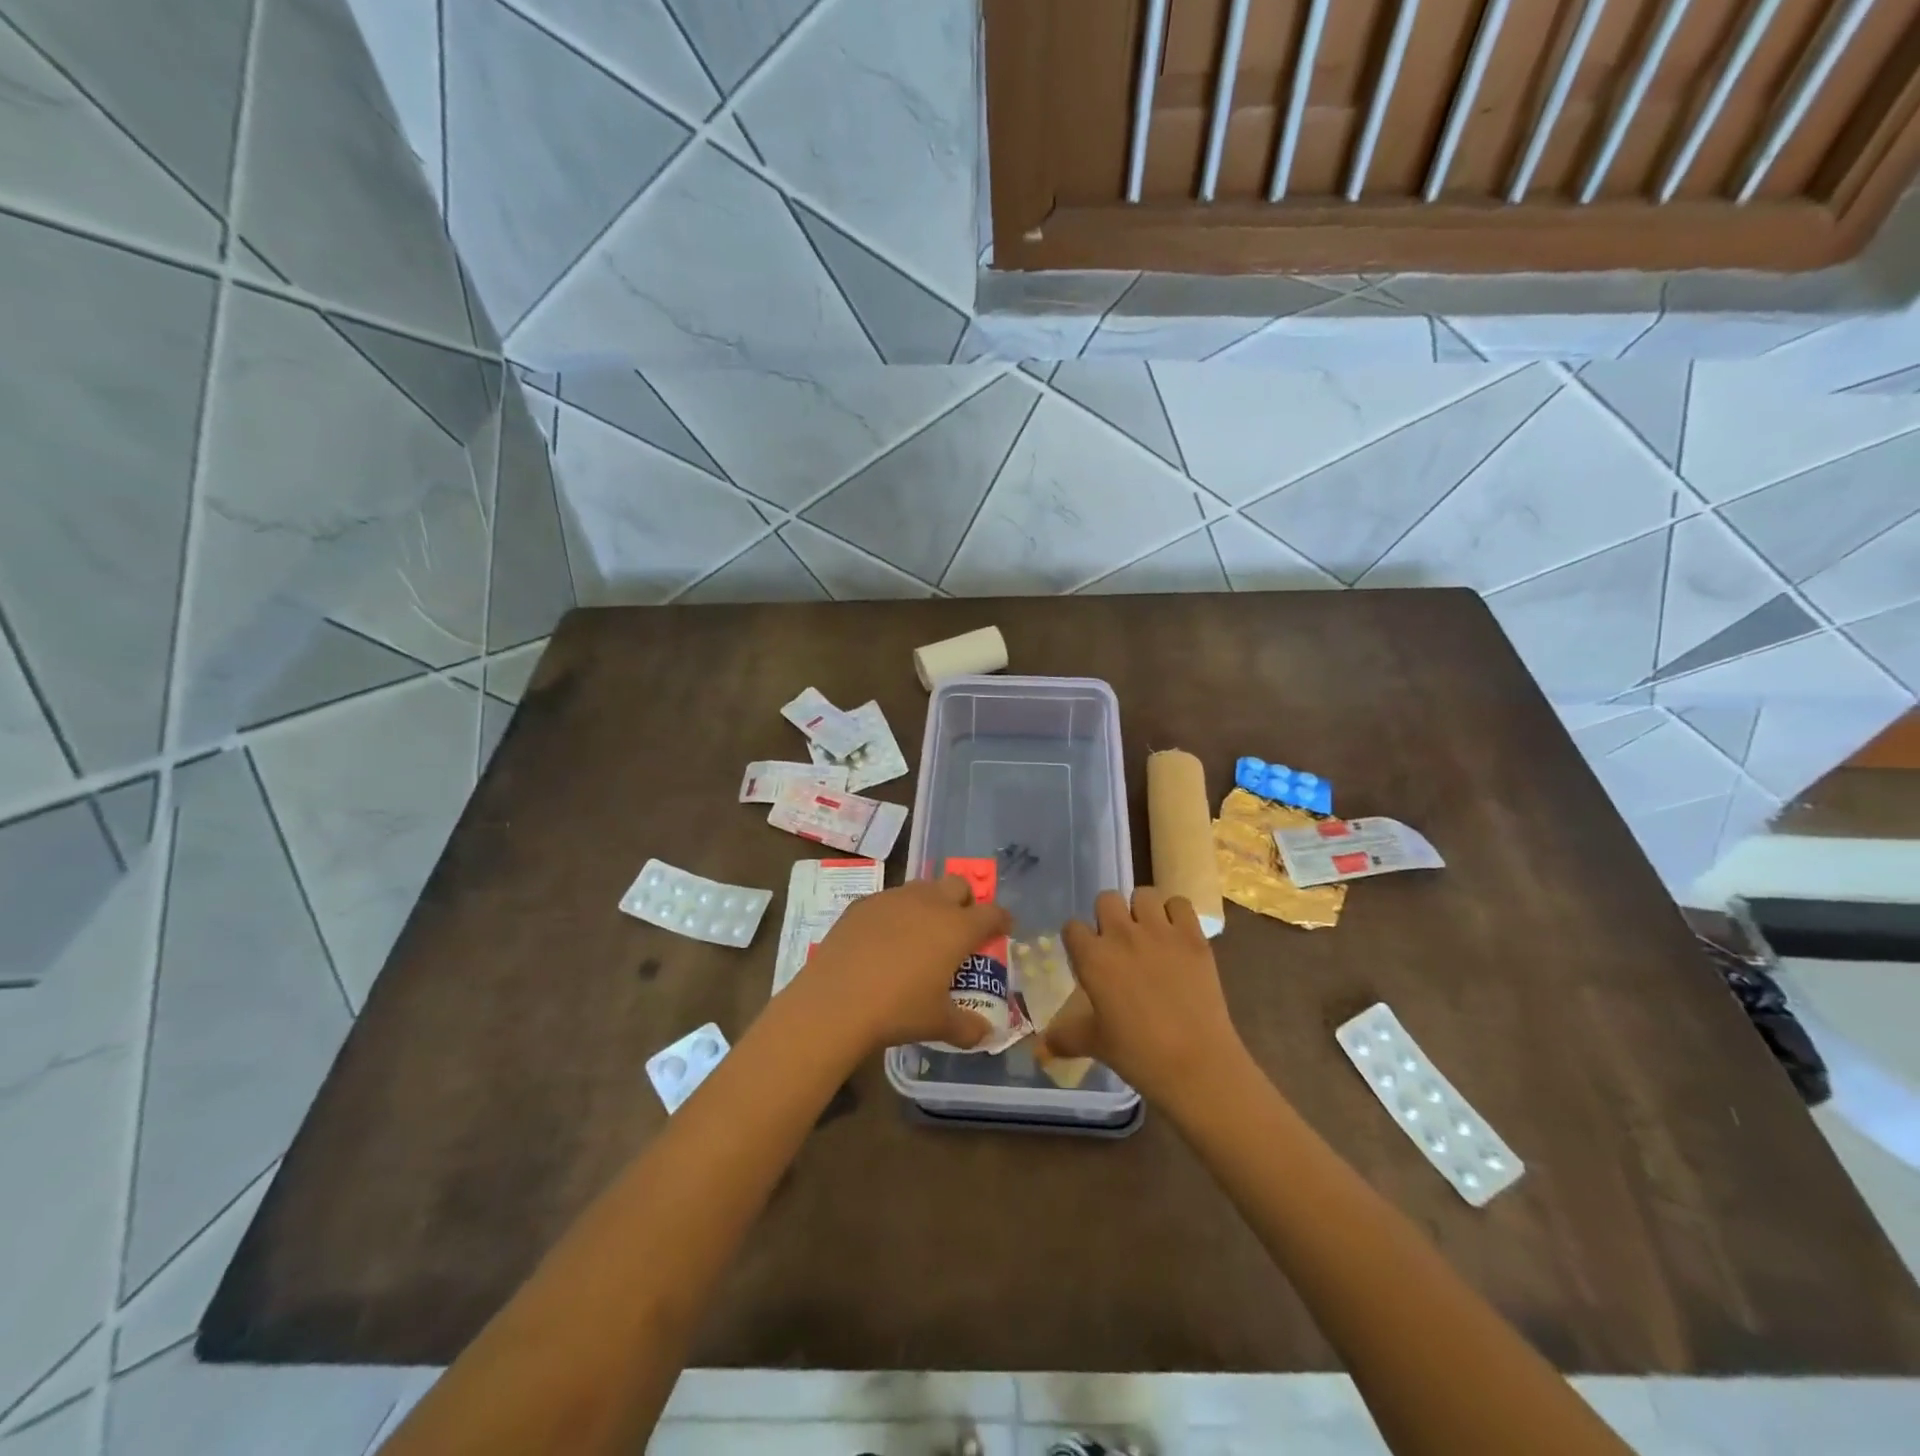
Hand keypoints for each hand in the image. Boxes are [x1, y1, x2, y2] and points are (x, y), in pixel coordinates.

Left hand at [790, 875, 1010, 1055]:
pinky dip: (894, 914)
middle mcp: (929, 903)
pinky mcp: (862, 904)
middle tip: (960, 926)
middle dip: (965, 901)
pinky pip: (887, 900)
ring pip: (922, 887)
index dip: (1000, 920)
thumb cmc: (898, 1011)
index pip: (991, 913)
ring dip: (930, 903)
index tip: (1002, 928)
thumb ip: (968, 1027)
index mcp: (956, 927)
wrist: (835, 1002)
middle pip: (958, 885)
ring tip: (921, 931)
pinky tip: (883, 939)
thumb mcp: (938, 1024)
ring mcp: (893, 899)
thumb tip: (985, 1033)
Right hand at [1046, 888, 1249, 1111]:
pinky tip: (1176, 935)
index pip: (1072, 926)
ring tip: (1148, 933)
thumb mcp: (1095, 1045)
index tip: (1086, 955)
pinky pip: (1180, 904)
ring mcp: (1160, 932)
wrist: (1196, 1064)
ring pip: (1143, 894)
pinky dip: (1176, 914)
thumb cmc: (1138, 1055)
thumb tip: (1040, 1048)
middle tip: (1118, 942)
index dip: (1078, 939)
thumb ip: (1065, 1037)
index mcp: (1093, 958)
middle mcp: (1122, 935)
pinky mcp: (1193, 937)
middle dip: (1108, 915)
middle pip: (1106, 899)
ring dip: (1142, 910)